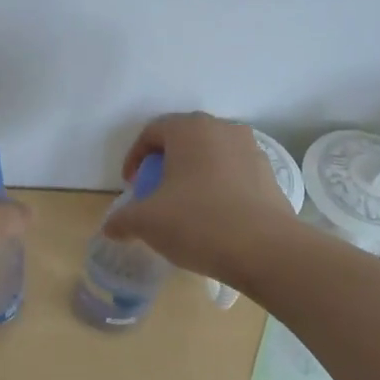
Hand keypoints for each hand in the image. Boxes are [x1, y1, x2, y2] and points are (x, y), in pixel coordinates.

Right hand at [102, 112, 298, 282]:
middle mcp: (223, 129)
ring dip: (194, 175)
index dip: (135, 157)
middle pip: (184, 140)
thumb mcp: (147, 222)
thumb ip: (122, 220)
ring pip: (212, 156)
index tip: (131, 185)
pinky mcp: (270, 175)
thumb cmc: (198, 222)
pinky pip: (234, 174)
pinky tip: (214, 217)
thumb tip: (110, 227)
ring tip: (185, 206)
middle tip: (155, 193)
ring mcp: (251, 150)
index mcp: (190, 129)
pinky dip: (219, 188)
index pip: (152, 131)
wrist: (266, 250)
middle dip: (165, 164)